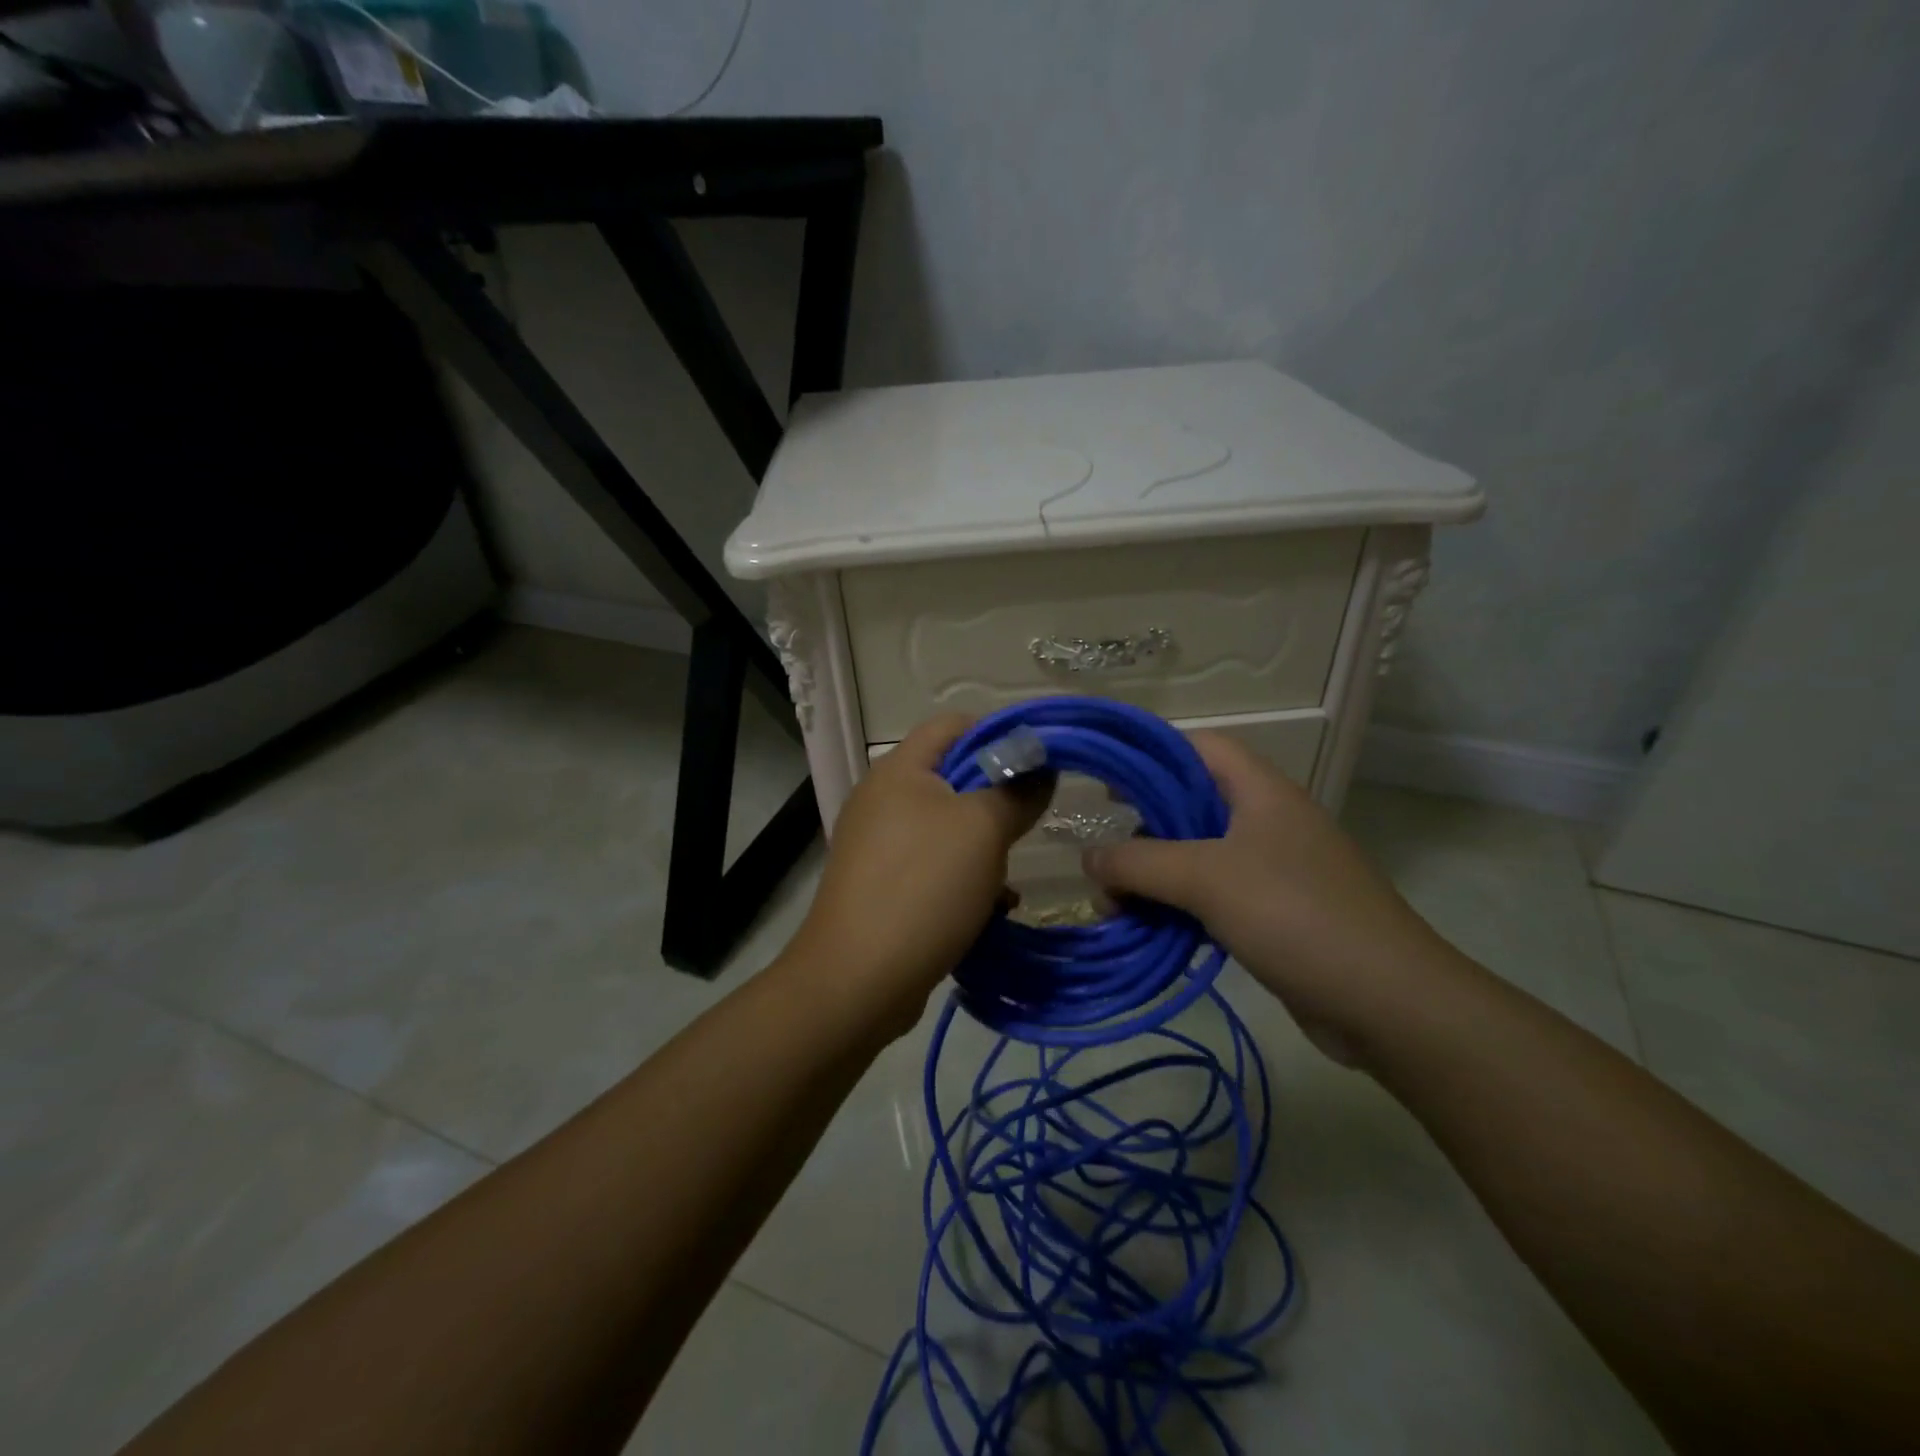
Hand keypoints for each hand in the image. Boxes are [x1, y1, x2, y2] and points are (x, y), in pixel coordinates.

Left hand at [786, 713, 1050, 1033]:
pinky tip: (991, 909)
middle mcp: (883, 799)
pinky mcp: (883, 886)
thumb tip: (1041, 769)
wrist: (858, 980)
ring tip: (1009, 877)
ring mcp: (879, 845)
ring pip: (948, 829)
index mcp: (899, 770)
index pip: (954, 724)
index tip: (1040, 763)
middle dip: (996, 798)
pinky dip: (964, 880)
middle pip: (952, 777)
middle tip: (1029, 823)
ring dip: (984, 847)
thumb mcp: (982, 830)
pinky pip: (934, 868)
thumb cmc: (923, 887)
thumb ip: (1017, 791)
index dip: (999, 734)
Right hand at [1082, 731, 1456, 1060]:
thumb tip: (1087, 858)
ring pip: (1199, 856)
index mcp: (1260, 791)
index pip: (1197, 748)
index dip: (1150, 754)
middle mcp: (1268, 821)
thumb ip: (1138, 862)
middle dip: (1141, 828)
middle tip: (1102, 854)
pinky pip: (1216, 897)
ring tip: (1113, 903)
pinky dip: (1180, 907)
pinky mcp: (1278, 914)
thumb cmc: (1295, 915)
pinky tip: (1151, 929)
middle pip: (1191, 804)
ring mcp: (1276, 869)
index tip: (1105, 779)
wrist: (1388, 1002)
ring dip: (1155, 876)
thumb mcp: (1205, 878)